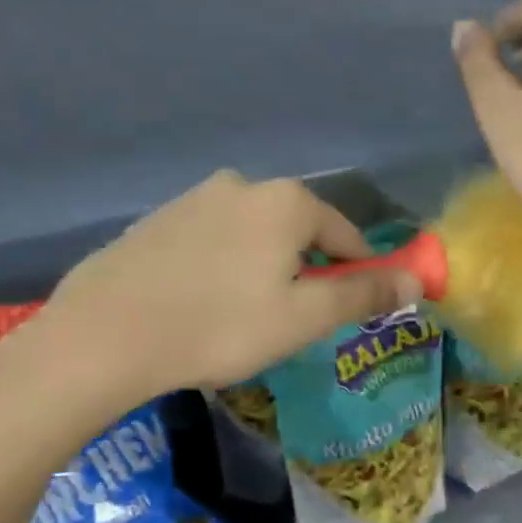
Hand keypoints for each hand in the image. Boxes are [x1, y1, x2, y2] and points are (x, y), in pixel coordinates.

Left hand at [0, 172, 419, 430]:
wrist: (104, 337)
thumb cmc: (221, 327)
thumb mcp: (304, 318)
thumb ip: (364, 294)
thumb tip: (417, 281)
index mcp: (286, 201)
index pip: (347, 234)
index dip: (358, 273)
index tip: (350, 310)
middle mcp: (243, 185)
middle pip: (299, 232)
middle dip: (307, 272)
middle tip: (293, 322)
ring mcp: (193, 199)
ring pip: (254, 236)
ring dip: (265, 269)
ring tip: (246, 319)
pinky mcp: (156, 221)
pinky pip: (213, 242)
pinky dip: (224, 268)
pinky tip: (204, 306)